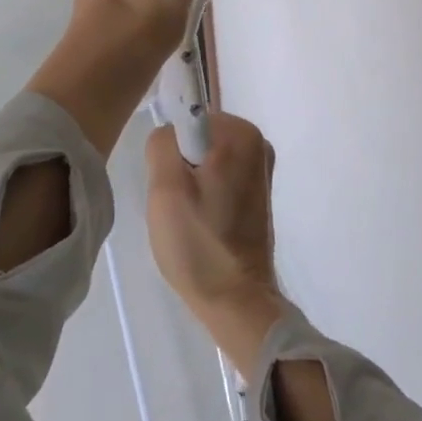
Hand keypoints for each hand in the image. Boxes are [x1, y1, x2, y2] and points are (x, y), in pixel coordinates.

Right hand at [145, 115, 285, 371]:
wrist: (235, 301)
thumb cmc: (198, 243)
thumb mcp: (165, 188)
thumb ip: (161, 143)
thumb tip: (169, 134)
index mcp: (241, 133)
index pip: (186, 119)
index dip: (172, 153)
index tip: (175, 187)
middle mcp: (258, 142)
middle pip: (195, 138)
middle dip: (180, 167)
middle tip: (178, 205)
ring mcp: (260, 168)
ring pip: (202, 159)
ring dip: (189, 184)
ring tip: (190, 218)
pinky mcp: (257, 191)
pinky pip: (216, 176)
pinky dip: (204, 195)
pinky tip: (202, 224)